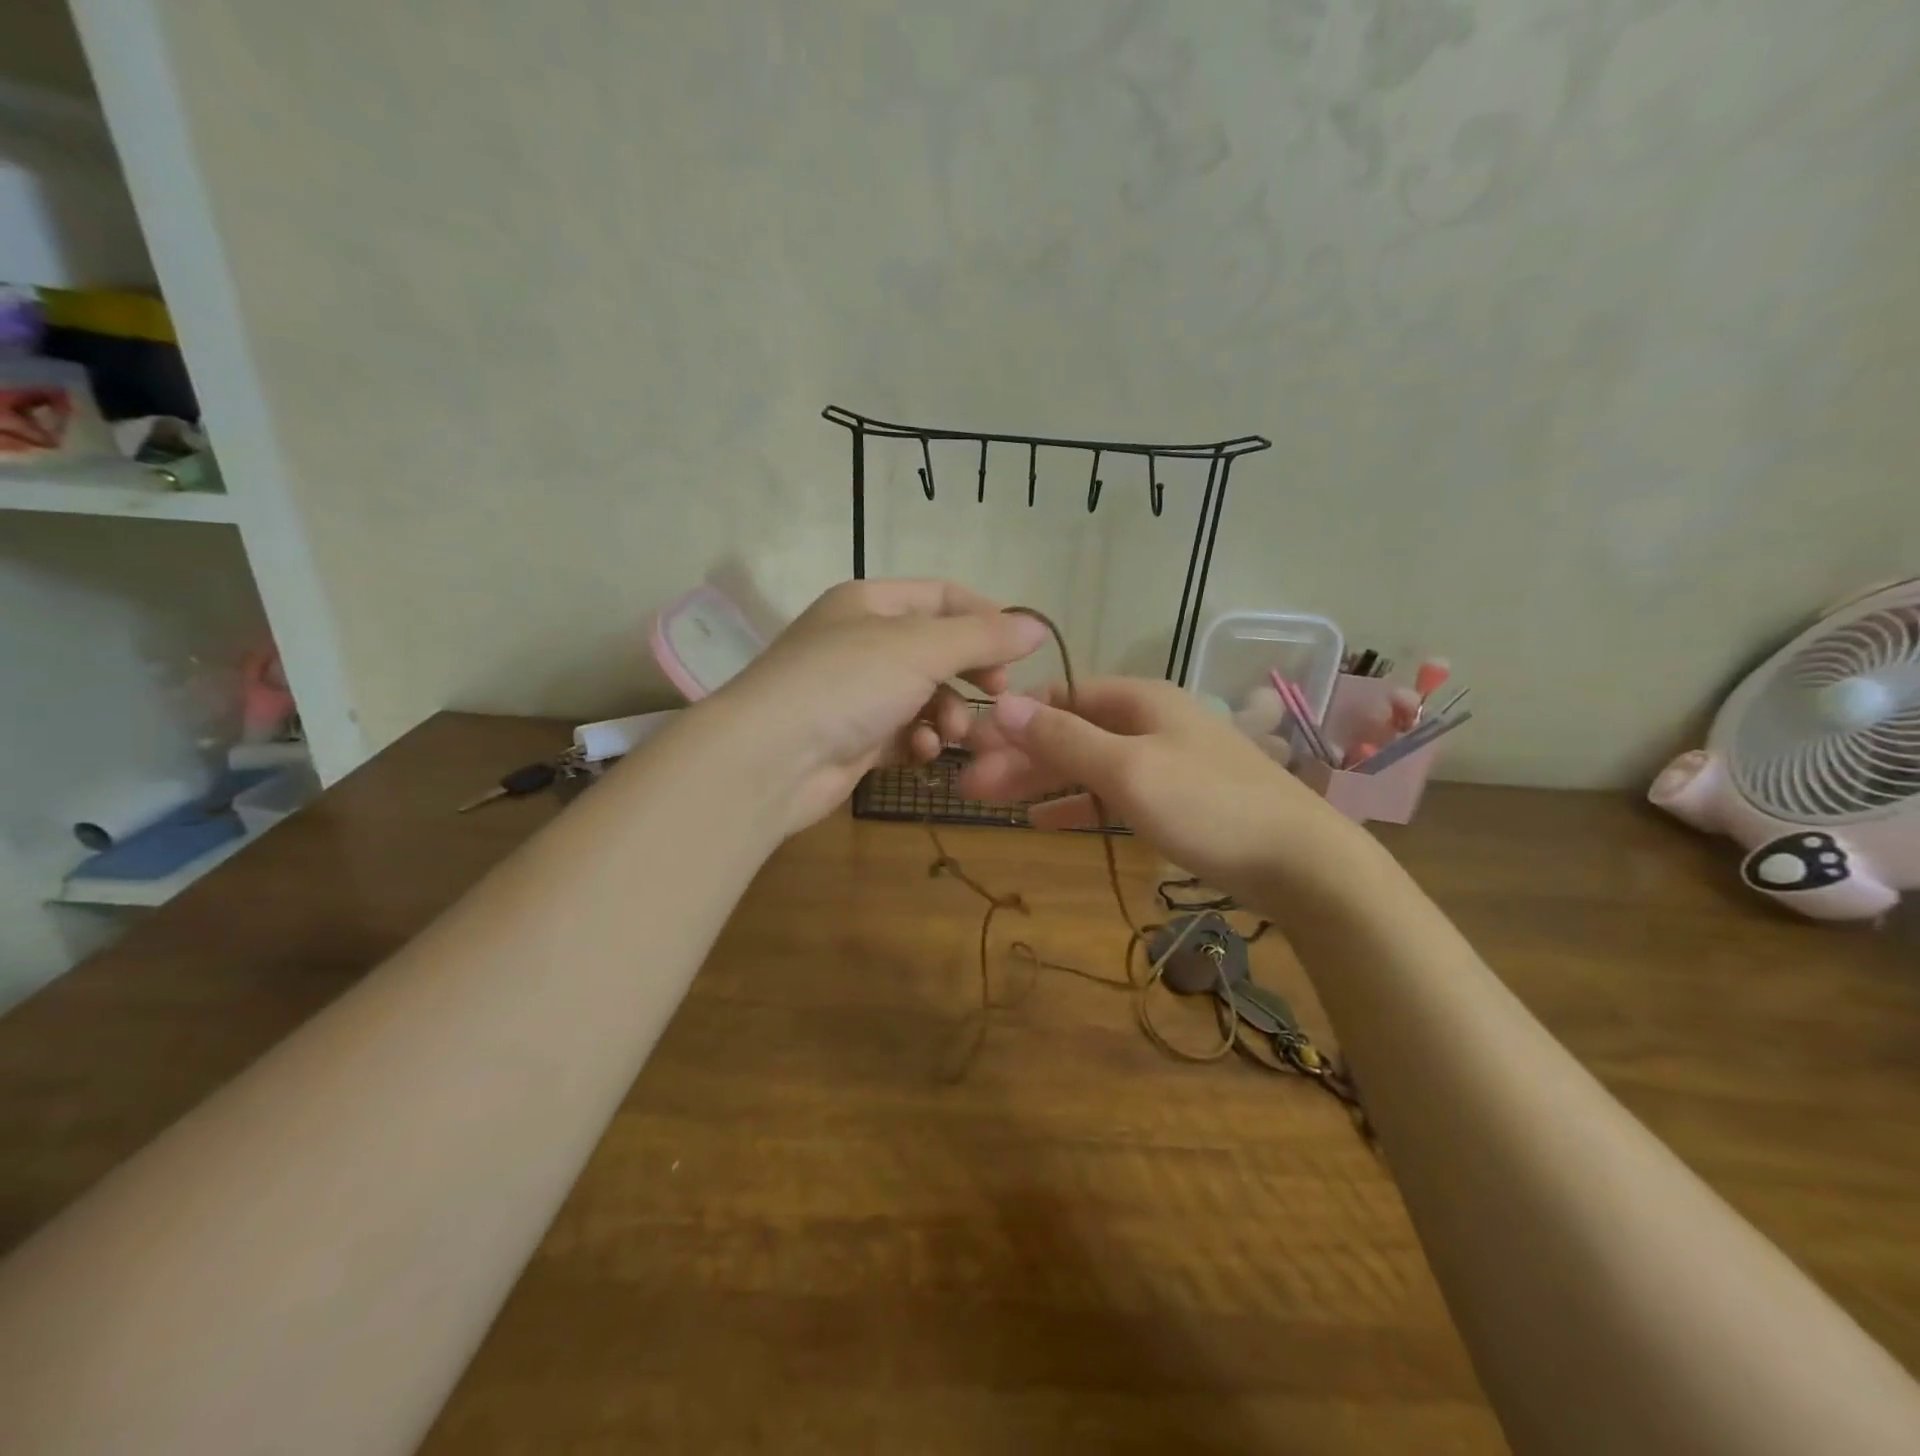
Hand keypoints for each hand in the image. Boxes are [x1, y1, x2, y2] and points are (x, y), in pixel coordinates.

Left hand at [709, 579, 1047, 832]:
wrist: (770, 759)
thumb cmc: (847, 684)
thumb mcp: (921, 648)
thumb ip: (983, 637)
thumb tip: (1038, 626)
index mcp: (871, 603)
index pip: (943, 596)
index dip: (986, 618)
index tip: (1019, 651)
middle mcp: (862, 641)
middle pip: (936, 649)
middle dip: (970, 673)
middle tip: (998, 693)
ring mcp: (857, 693)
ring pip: (924, 696)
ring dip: (947, 714)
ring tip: (949, 734)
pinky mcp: (854, 739)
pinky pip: (904, 733)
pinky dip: (919, 742)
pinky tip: (922, 753)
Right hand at [959, 676, 1369, 903]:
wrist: (1300, 863)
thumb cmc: (1208, 806)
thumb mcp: (1128, 769)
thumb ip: (1063, 738)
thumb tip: (1003, 702)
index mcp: (1139, 700)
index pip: (1061, 695)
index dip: (1015, 717)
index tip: (973, 744)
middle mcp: (1148, 722)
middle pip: (1069, 731)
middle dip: (1019, 755)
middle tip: (968, 786)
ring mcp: (1162, 761)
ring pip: (1085, 764)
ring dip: (1040, 781)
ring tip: (989, 803)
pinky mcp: (1172, 800)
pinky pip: (1109, 794)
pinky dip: (1075, 804)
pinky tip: (1041, 820)